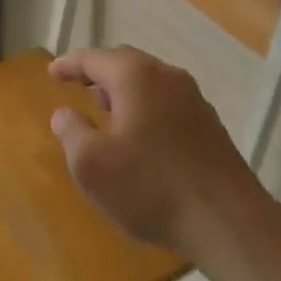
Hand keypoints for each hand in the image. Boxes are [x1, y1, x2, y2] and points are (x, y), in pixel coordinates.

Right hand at [49, 46, 265, 257]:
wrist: (229, 222)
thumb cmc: (151, 188)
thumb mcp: (92, 165)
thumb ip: (72, 132)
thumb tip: (65, 113)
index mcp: (135, 77)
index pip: (93, 58)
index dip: (69, 65)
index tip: (51, 73)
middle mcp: (166, 76)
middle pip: (124, 63)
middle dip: (99, 73)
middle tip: (78, 86)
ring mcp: (193, 99)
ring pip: (149, 83)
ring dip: (124, 92)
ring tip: (107, 112)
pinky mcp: (210, 125)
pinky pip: (167, 103)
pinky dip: (146, 108)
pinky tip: (141, 137)